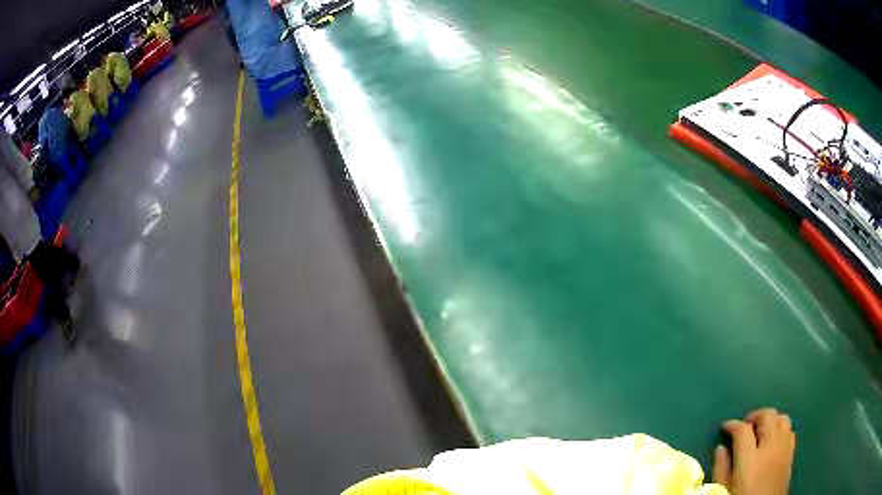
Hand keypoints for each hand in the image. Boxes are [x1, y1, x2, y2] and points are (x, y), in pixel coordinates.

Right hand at [713, 408, 795, 494]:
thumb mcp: (724, 491)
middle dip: (755, 416)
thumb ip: (721, 469)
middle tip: (744, 424)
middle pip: (768, 416)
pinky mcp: (791, 455)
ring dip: (771, 419)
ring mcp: (784, 450)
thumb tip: (720, 449)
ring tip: (760, 429)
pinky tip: (774, 440)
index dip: (733, 425)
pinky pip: (790, 431)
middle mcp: (771, 448)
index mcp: (751, 459)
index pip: (743, 431)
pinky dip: (781, 429)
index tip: (725, 426)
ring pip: (782, 419)